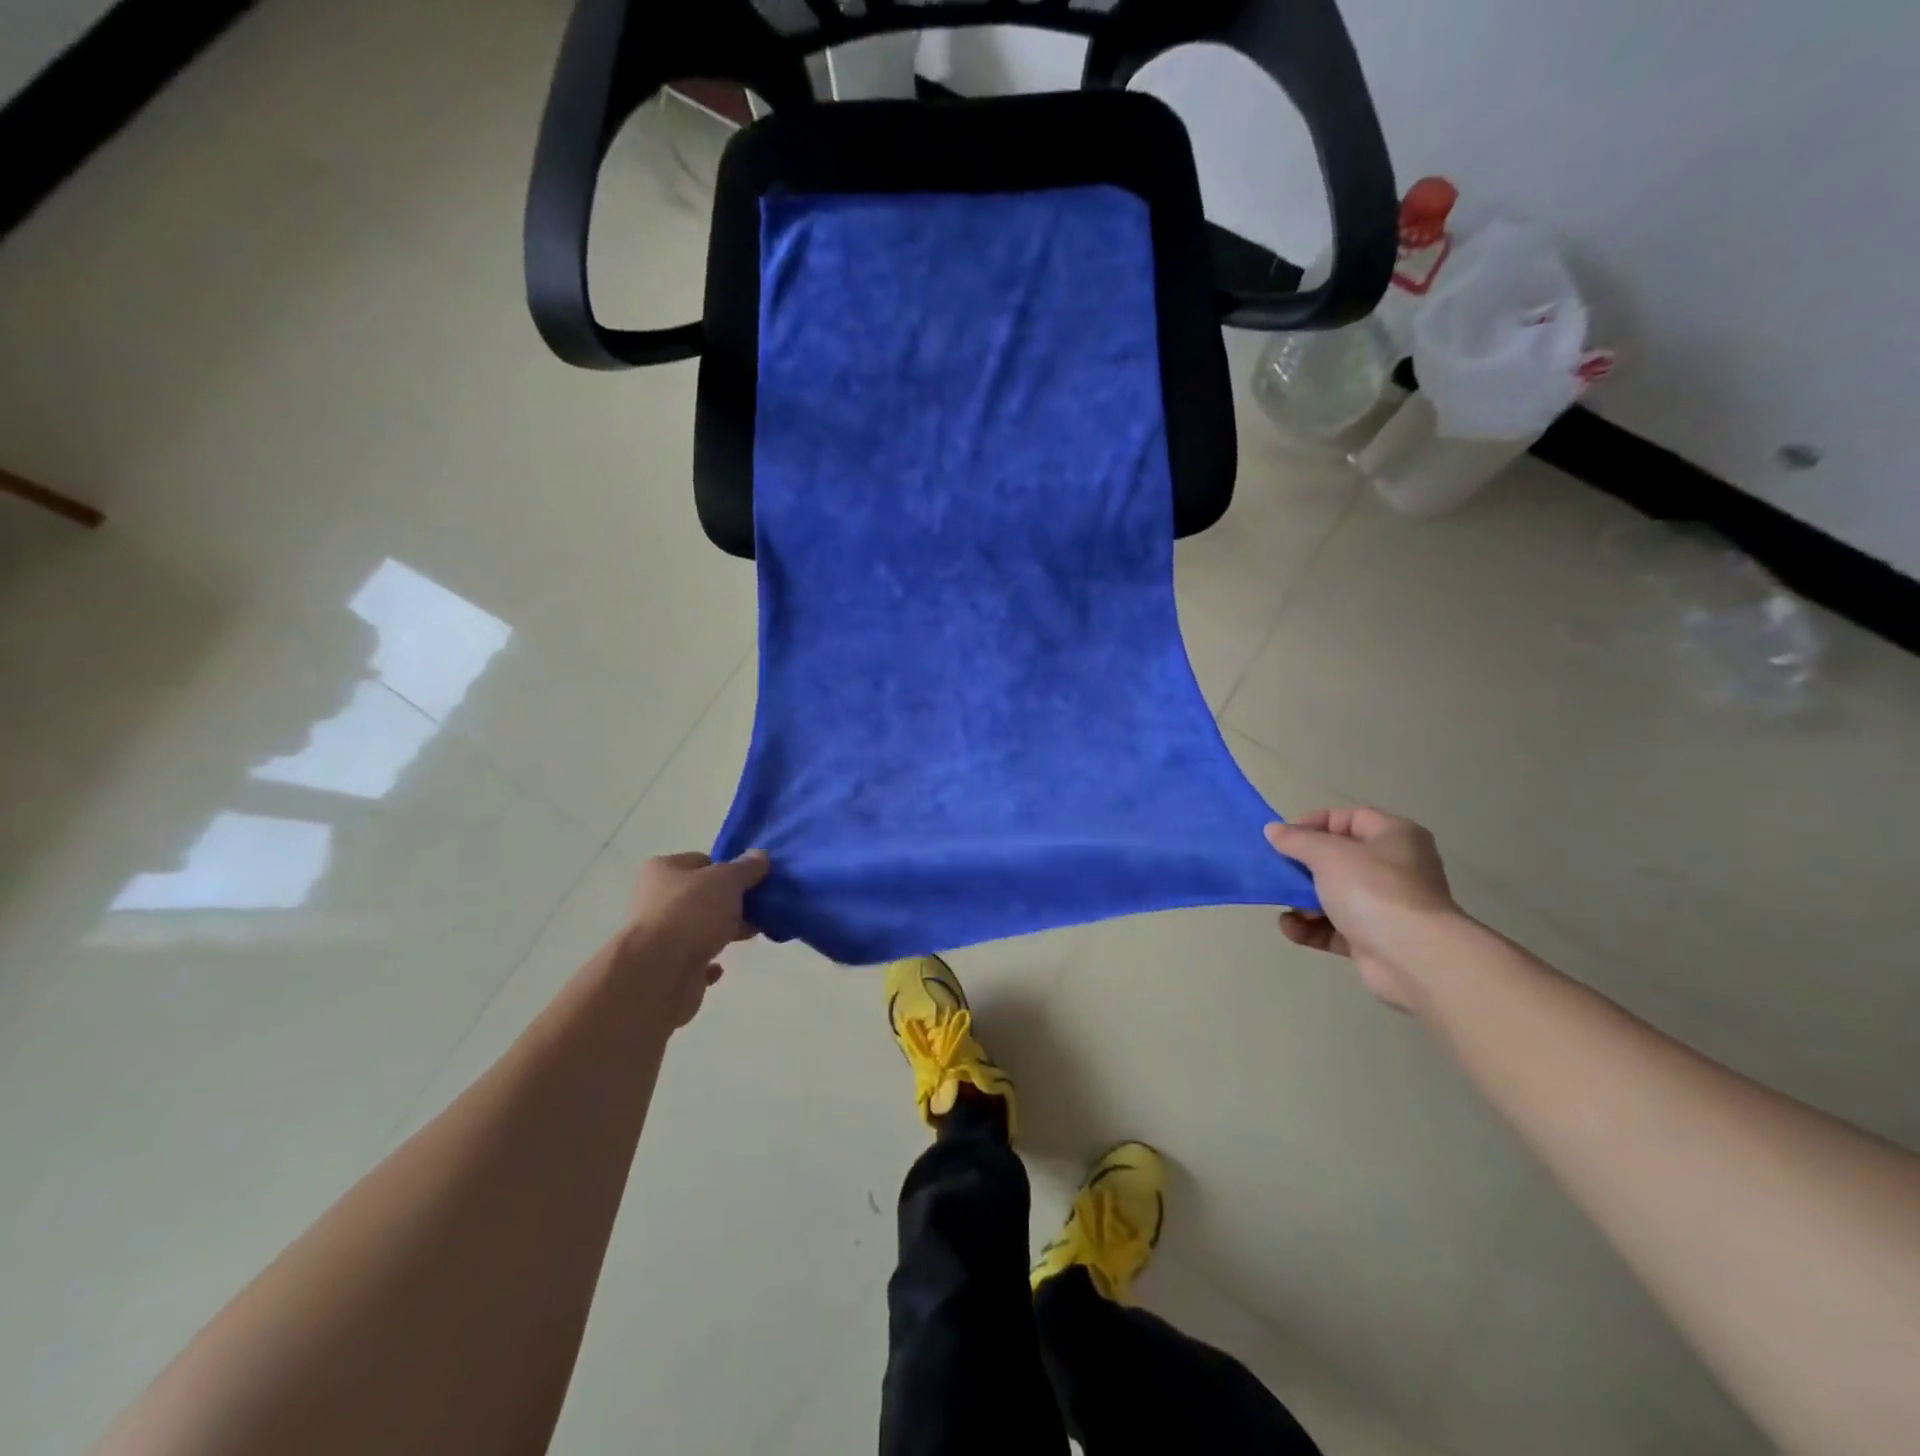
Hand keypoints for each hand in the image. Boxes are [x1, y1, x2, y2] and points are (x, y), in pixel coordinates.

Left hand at [619, 850, 769, 1027]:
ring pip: (699, 928)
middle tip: (759, 908)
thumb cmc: (691, 913)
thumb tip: (760, 856)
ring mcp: (659, 936)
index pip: (701, 862)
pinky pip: (693, 960)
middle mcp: (655, 900)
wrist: (659, 972)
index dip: (728, 869)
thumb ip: (746, 868)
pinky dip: (709, 962)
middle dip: (730, 902)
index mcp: (663, 870)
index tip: (753, 880)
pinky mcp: (666, 968)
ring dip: (723, 930)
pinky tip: (722, 966)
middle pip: (701, 896)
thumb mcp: (727, 880)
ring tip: (751, 933)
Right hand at [1265, 810, 1461, 1010]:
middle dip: (1302, 867)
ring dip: (1302, 900)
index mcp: (1395, 837)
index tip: (1284, 838)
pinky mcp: (1373, 939)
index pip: (1349, 818)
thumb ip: (1297, 840)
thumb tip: (1273, 830)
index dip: (1314, 824)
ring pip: (1333, 895)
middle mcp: (1394, 868)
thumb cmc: (1373, 890)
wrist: (1413, 958)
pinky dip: (1311, 927)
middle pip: (1338, 859)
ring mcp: (1385, 906)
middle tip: (1276, 872)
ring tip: (1284, 905)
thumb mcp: (1328, 854)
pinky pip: (1334, 927)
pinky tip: (1291, 928)